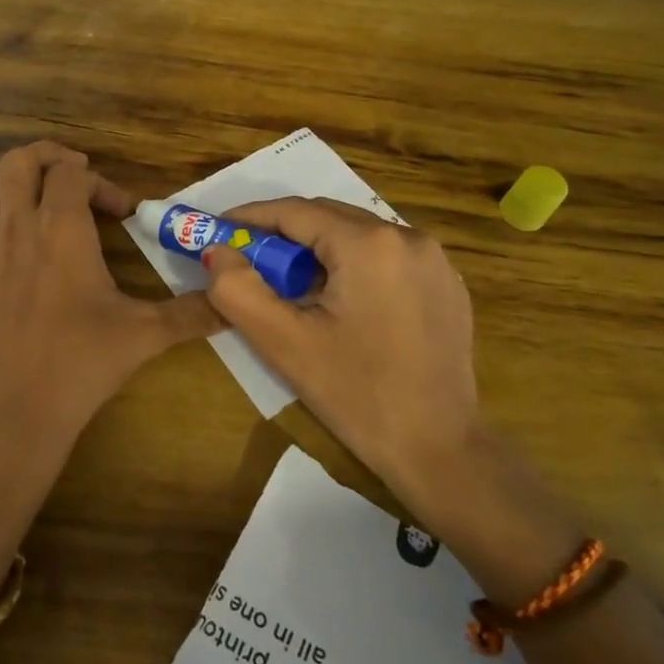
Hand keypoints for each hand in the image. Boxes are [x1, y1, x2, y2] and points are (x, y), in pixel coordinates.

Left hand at [0, 142, 220, 443]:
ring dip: (5, 181)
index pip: (72, 172)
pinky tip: (8, 249)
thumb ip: (192, 313)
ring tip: (31, 198)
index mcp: (61, 228)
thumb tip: (230, 301)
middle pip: (20, 161)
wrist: (14, 409)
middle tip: (73, 176)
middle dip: (49, 158)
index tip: (122, 213)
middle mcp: (17, 225)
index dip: (100, 183)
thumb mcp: (145, 334)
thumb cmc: (80, 362)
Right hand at [201, 198, 481, 519]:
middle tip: (247, 261)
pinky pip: (386, 257)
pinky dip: (352, 266)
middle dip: (283, 234)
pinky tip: (338, 302)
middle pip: (329, 218)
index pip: (296, 212)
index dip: (251, 219)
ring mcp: (435, 260)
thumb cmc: (357, 395)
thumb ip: (237, 290)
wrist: (439, 451)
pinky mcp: (447, 285)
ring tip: (290, 285)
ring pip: (358, 236)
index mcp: (369, 244)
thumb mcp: (284, 343)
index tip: (219, 231)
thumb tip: (216, 251)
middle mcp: (408, 237)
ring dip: (318, 250)